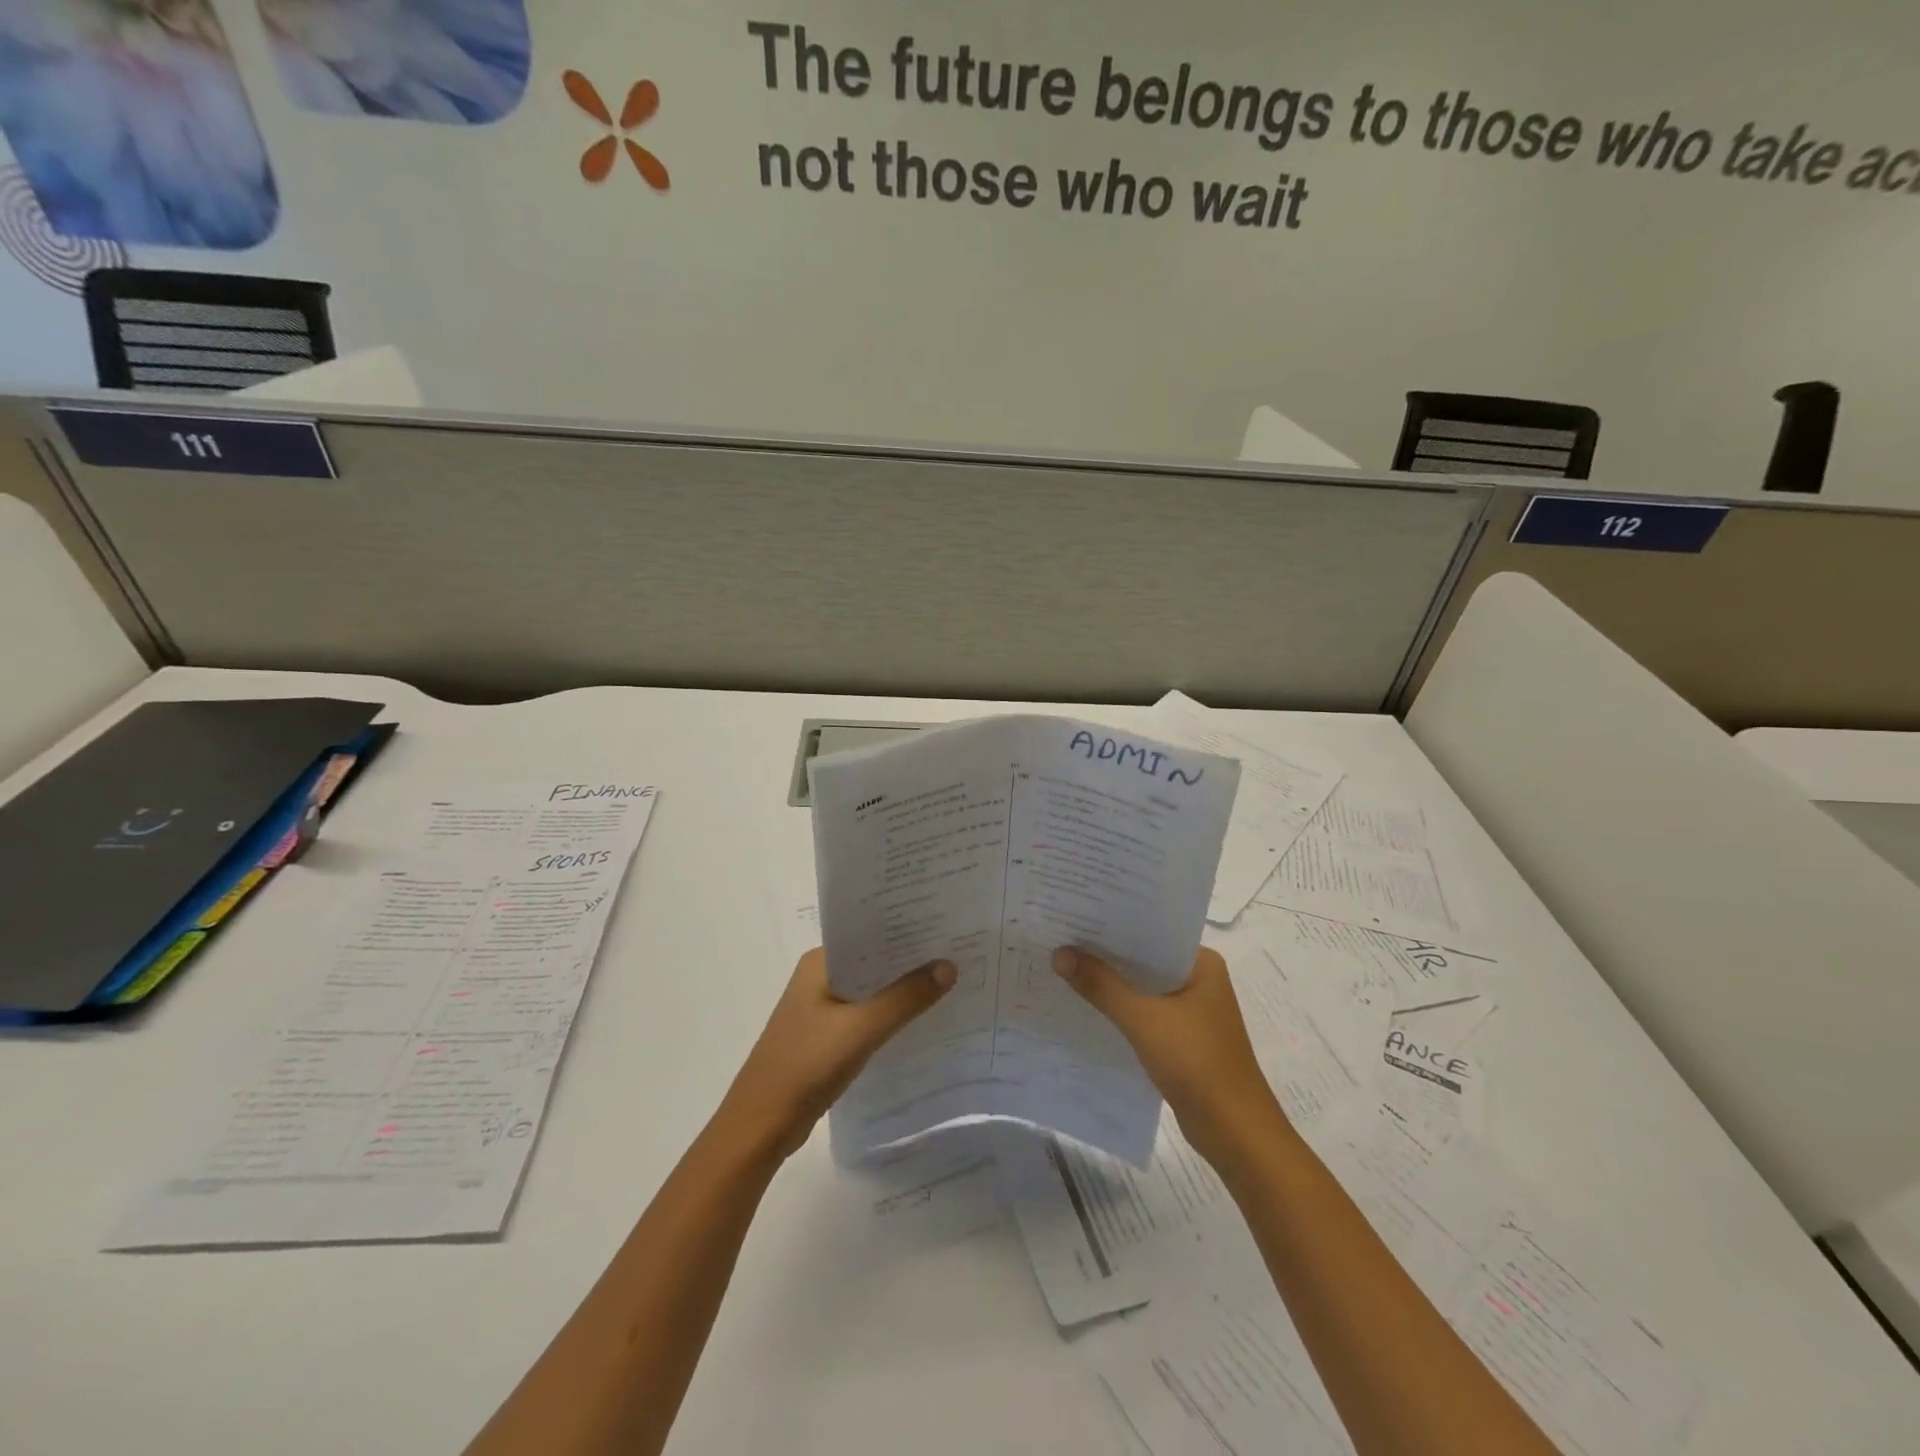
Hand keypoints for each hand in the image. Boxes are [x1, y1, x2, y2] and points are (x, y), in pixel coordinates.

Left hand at [720, 948, 955, 1158]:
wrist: (761, 1125)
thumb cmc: (806, 1065)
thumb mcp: (861, 1029)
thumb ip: (905, 998)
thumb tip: (950, 966)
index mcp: (819, 962)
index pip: (869, 933)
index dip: (906, 929)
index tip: (945, 925)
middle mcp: (819, 977)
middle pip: (873, 961)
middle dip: (910, 959)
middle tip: (958, 950)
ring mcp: (821, 1008)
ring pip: (871, 989)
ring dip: (901, 988)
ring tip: (949, 980)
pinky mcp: (826, 1036)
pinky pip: (866, 1014)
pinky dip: (890, 1014)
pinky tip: (920, 1018)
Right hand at [1053, 945, 1284, 1164]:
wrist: (1235, 1133)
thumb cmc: (1197, 1063)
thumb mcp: (1143, 1019)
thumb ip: (1101, 985)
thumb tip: (1060, 953)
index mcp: (1202, 963)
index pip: (1151, 931)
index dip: (1113, 924)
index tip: (1075, 914)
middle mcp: (1199, 980)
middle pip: (1144, 958)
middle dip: (1106, 953)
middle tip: (1061, 936)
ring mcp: (1192, 1011)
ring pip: (1142, 987)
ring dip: (1111, 982)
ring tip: (1065, 966)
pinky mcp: (1182, 1038)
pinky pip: (1144, 1012)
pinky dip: (1120, 1008)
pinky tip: (1087, 1006)